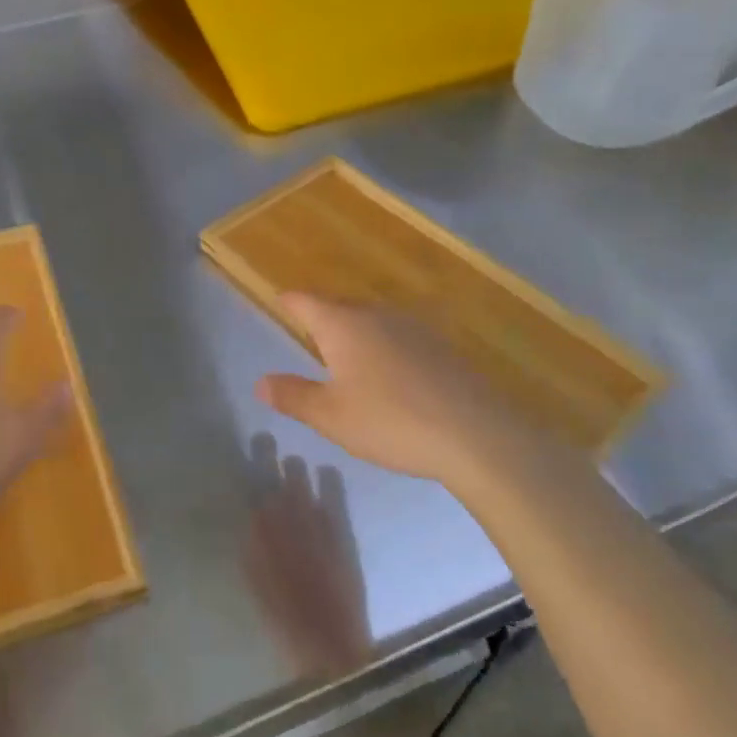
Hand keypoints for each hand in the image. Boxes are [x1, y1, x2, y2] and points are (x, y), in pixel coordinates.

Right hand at [255, 294, 540, 488]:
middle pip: (340, 307)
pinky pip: (399, 337)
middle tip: (307, 331)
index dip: (289, 301)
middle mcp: (377, 315)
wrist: (477, 435)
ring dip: (355, 332)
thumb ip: (293, 396)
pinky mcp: (441, 347)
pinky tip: (390, 373)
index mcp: (343, 325)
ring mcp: (414, 328)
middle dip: (322, 316)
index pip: (306, 302)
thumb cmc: (391, 422)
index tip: (279, 301)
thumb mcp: (331, 417)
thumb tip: (260, 381)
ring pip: (373, 321)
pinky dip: (384, 347)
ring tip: (345, 354)